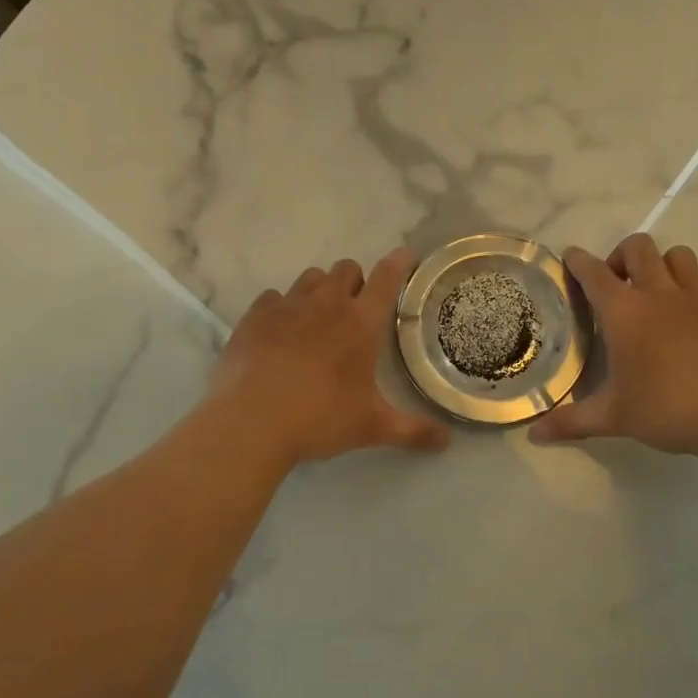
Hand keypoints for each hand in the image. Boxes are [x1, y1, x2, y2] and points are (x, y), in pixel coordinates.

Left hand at [208, 249, 450, 468]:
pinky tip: (279, 331)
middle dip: (355, 282)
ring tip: (317, 319)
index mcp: (360, 324)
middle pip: (346, 269)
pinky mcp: (254, 317)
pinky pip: (273, 297)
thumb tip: (447, 442)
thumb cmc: (319, 419)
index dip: (399, 263)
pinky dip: (281, 307)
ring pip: (310, 277)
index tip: (405, 255)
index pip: (386, 280)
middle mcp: (326, 304)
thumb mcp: (371, 428)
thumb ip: (413, 431)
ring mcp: (287, 307)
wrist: (250, 423)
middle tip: (355, 310)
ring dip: (320, 290)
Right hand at [530, 234, 697, 459]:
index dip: (577, 260)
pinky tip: (684, 316)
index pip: (593, 271)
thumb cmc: (667, 409)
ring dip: (659, 263)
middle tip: (615, 285)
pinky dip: (687, 287)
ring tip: (652, 292)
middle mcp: (658, 294)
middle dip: (620, 256)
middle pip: (638, 247)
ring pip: (676, 254)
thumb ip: (572, 421)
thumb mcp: (614, 418)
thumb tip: (535, 434)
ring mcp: (695, 298)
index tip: (570, 258)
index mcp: (624, 312)